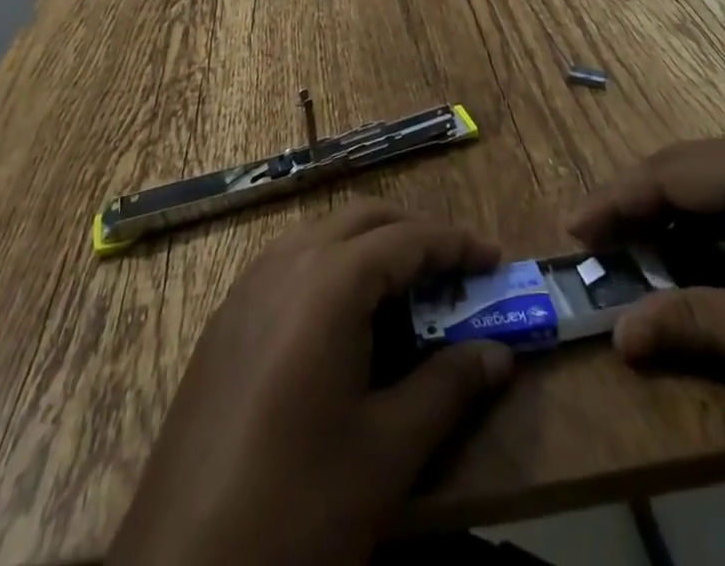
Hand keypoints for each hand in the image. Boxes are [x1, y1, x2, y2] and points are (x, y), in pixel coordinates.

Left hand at [108, 202, 514, 565]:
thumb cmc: (298, 506)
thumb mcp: (387, 452)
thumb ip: (448, 388)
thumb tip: (499, 354)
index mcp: (328, 282)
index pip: (406, 239)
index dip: (455, 243)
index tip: (495, 258)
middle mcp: (285, 263)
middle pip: (363, 219)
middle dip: (414, 232)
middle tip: (455, 268)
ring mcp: (247, 287)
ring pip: (322, 234)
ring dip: (370, 244)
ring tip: (407, 288)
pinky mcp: (226, 318)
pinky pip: (290, 262)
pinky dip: (331, 265)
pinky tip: (343, 317)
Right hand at [566, 135, 724, 449]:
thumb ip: (694, 323)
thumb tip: (620, 334)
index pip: (675, 173)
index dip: (618, 200)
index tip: (574, 230)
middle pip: (694, 166)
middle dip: (640, 202)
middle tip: (595, 239)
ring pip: (722, 177)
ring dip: (676, 209)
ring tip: (634, 244)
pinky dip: (715, 219)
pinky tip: (697, 246)